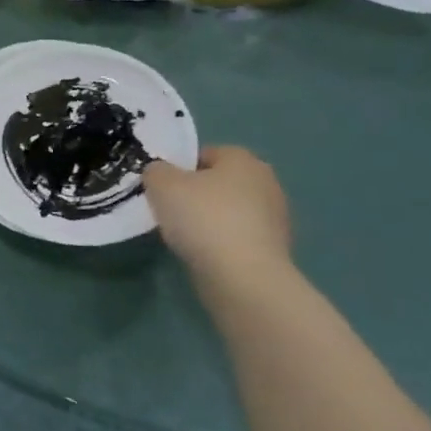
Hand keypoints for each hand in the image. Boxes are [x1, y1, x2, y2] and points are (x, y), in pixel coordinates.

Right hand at [144, 146, 292, 283]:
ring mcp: (275, 218)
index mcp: (243, 159)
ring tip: (184, 237)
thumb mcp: (161, 184)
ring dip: (208, 220)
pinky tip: (203, 254)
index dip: (179, 169)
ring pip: (228, 211)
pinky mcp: (274, 249)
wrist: (243, 277)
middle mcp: (266, 182)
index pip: (204, 154)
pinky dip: (220, 243)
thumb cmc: (202, 218)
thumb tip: (160, 173)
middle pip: (218, 183)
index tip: (162, 188)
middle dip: (195, 194)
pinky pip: (236, 237)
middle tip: (169, 211)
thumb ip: (155, 171)